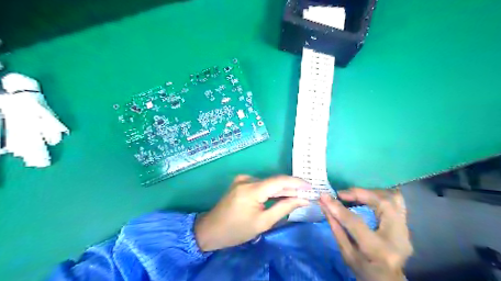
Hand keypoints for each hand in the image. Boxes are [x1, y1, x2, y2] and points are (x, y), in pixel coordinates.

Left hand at [194, 174, 309, 250]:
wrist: (211, 229)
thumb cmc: (236, 230)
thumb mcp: (263, 222)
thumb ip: (284, 208)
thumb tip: (303, 199)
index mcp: (251, 189)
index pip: (279, 181)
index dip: (297, 182)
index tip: (311, 186)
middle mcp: (247, 179)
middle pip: (274, 181)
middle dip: (291, 188)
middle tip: (308, 194)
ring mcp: (243, 179)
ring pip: (268, 182)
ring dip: (282, 189)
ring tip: (297, 196)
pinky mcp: (241, 182)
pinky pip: (261, 184)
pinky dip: (272, 190)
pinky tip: (281, 196)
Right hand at [321, 189, 410, 280]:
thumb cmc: (364, 271)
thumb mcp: (346, 253)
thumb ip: (336, 227)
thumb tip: (324, 204)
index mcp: (378, 250)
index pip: (356, 223)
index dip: (338, 208)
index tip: (324, 196)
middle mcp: (397, 238)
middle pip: (382, 204)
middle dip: (360, 193)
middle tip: (342, 194)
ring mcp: (406, 231)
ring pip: (393, 199)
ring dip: (371, 192)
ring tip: (354, 193)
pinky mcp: (406, 226)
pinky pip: (398, 203)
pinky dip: (381, 195)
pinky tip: (368, 196)